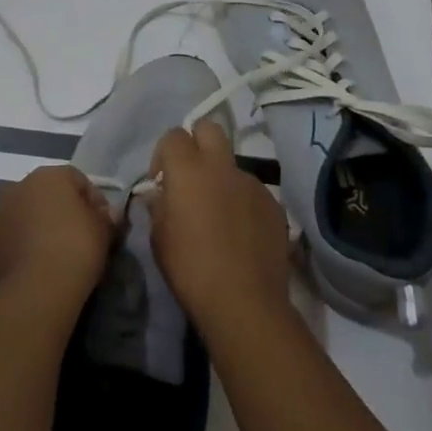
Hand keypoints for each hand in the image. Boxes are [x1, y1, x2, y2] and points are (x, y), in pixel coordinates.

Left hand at [0, 164, 113, 307]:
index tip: (103, 225)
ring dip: (38, 231)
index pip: (77, 179)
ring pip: (25, 218)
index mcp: (49, 176)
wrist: (34, 291)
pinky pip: (10, 243)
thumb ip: (106, 217)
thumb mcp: (103, 231)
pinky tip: (35, 272)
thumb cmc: (75, 249)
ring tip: (55, 259)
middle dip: (62, 213)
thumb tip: (107, 214)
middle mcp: (19, 188)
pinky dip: (22, 251)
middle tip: (79, 240)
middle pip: (47, 196)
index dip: (93, 201)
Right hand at [145, 121, 292, 336]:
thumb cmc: (191, 269)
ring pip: (232, 163)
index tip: (161, 180)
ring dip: (222, 178)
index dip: (164, 153)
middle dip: (197, 143)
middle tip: (191, 176)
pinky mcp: (273, 204)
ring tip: (219, 214)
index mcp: (188, 170)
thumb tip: (160, 194)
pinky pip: (252, 191)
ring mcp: (252, 183)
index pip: (174, 135)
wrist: (245, 302)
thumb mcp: (159, 239)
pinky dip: (242, 202)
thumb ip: (158, 206)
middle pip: (209, 128)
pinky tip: (240, 233)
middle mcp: (221, 166)